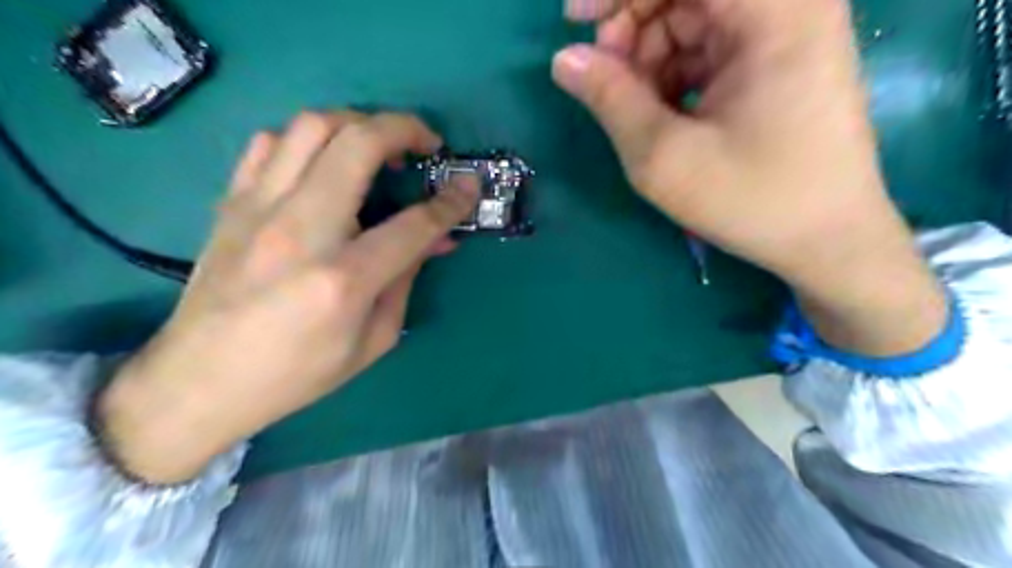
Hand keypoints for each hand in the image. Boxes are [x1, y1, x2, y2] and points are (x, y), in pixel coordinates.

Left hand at [97, 111, 477, 483]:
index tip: (469, 186)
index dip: (451, 201)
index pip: (413, 224)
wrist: (200, 381)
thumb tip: (435, 239)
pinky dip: (309, 139)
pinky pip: (270, 142)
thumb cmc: (297, 373)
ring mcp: (259, 209)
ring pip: (312, 126)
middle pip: (359, 144)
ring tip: (380, 146)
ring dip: (358, 123)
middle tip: (427, 144)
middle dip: (405, 129)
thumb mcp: (373, 341)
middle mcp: (301, 230)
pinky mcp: (232, 203)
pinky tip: (325, 162)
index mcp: (344, 280)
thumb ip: (406, 280)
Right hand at [552, 0, 948, 355]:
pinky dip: (673, 72)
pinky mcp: (777, 62)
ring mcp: (785, 32)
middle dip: (632, 24)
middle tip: (602, 76)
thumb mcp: (664, 156)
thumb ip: (610, 99)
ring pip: (693, 17)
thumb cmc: (752, 199)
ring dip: (649, 54)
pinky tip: (660, 112)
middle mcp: (788, 5)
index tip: (573, 19)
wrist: (827, 241)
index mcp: (775, 10)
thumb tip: (564, 60)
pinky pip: (709, 47)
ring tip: (631, 106)